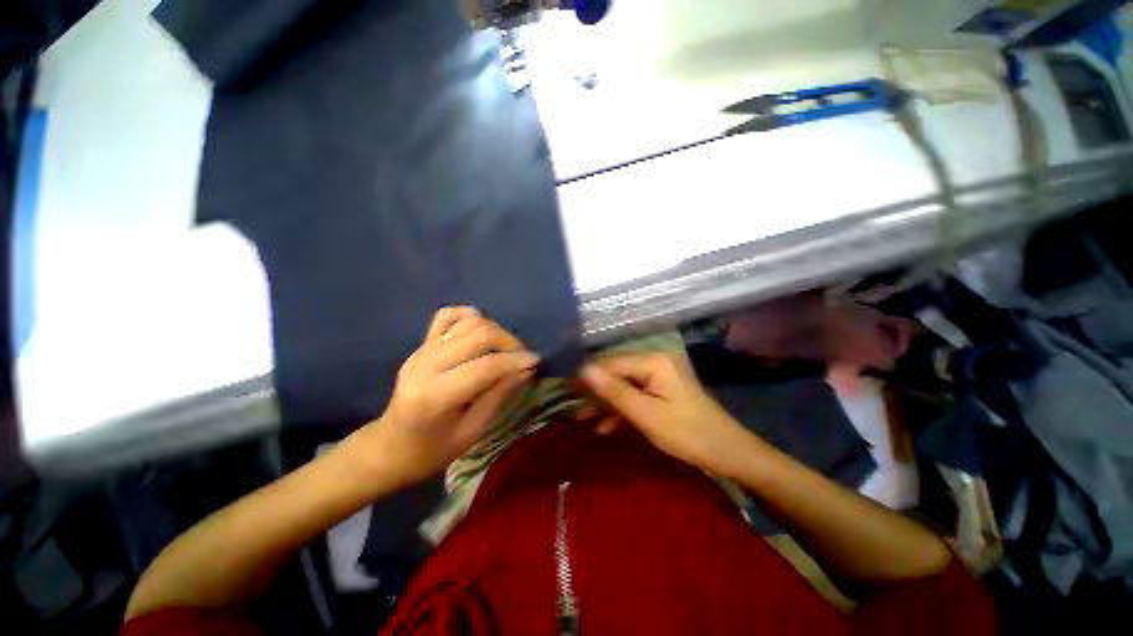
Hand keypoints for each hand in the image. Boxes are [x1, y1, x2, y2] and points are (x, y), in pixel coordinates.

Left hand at [359, 307, 538, 487]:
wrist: (389, 447)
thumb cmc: (431, 451)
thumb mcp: (472, 432)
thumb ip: (499, 395)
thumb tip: (526, 369)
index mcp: (435, 395)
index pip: (486, 366)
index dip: (516, 360)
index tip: (536, 361)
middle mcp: (426, 364)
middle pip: (478, 334)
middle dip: (509, 341)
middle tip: (522, 357)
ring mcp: (421, 350)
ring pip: (468, 321)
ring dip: (495, 329)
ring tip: (505, 349)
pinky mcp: (421, 344)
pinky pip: (447, 315)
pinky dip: (469, 316)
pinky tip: (481, 331)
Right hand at [581, 352, 752, 475]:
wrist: (728, 454)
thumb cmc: (687, 434)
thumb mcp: (646, 415)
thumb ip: (614, 391)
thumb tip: (583, 370)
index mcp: (654, 361)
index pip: (612, 363)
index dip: (589, 376)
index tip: (567, 390)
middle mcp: (656, 362)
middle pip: (617, 373)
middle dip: (596, 392)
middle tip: (573, 408)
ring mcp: (660, 376)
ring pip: (624, 385)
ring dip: (606, 403)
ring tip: (583, 419)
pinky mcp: (662, 390)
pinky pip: (636, 395)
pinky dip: (622, 410)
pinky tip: (605, 427)